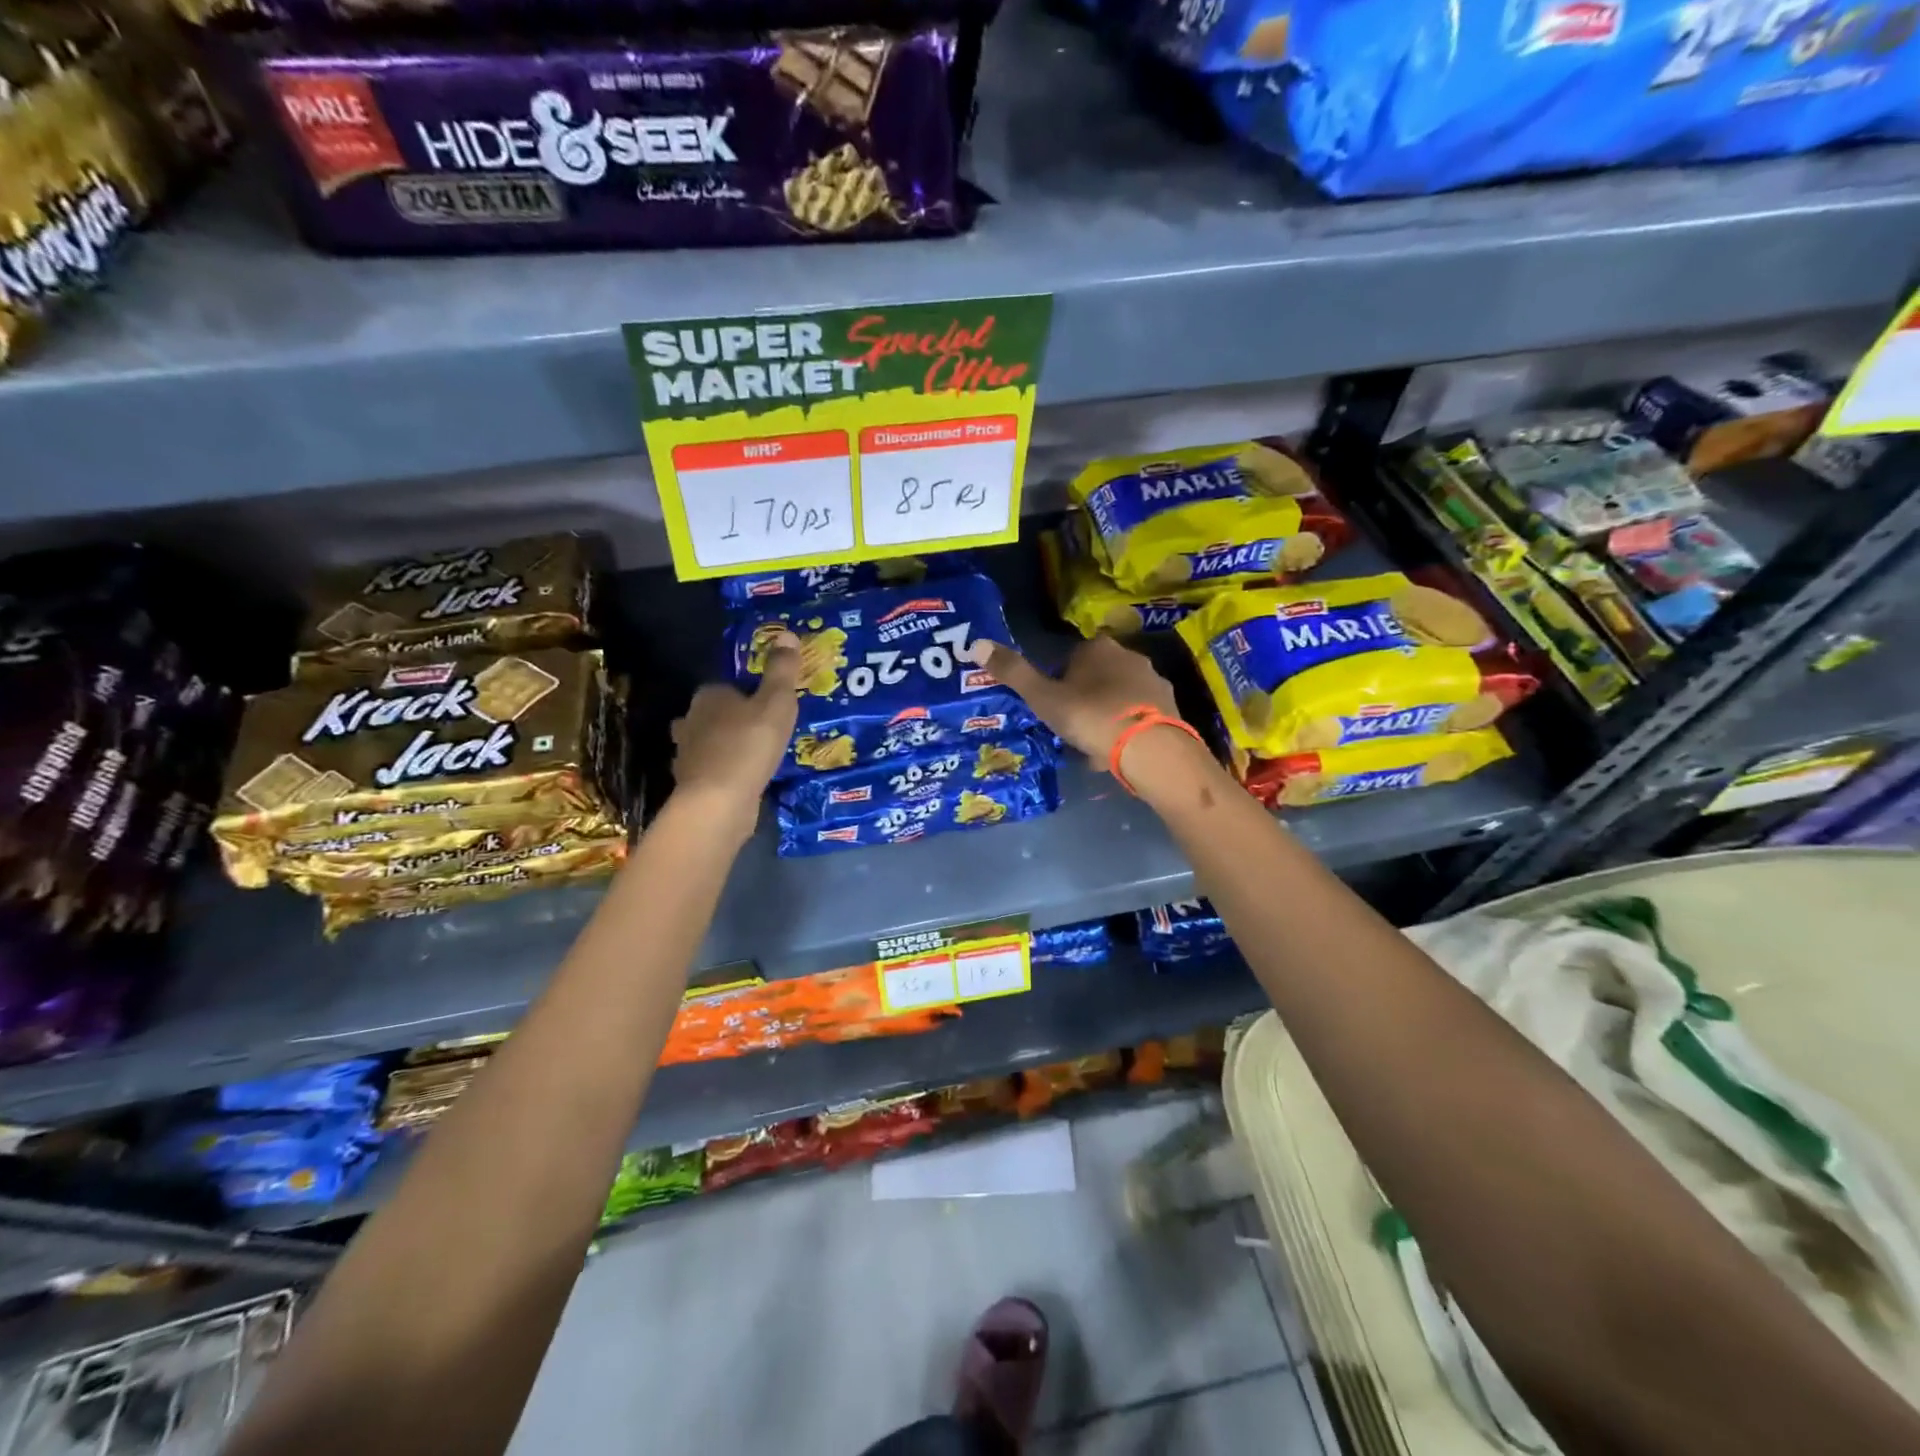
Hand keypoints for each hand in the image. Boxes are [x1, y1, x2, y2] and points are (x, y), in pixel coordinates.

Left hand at [670, 631, 800, 830]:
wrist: (718, 801)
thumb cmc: (749, 744)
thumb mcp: (776, 703)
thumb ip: (781, 671)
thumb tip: (787, 633)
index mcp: (709, 696)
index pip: (725, 686)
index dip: (746, 693)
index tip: (767, 705)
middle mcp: (691, 720)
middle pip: (712, 714)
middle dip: (732, 719)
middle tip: (762, 729)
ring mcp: (686, 753)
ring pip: (707, 742)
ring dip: (725, 746)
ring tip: (754, 755)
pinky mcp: (691, 783)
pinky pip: (710, 770)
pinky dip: (723, 772)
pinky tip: (742, 780)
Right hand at [980, 636, 1181, 764]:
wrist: (1150, 748)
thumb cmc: (1090, 717)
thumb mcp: (1044, 698)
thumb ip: (1013, 673)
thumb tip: (975, 644)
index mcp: (1097, 648)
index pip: (1071, 657)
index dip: (1059, 682)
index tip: (1054, 707)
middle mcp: (1129, 656)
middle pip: (1097, 675)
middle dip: (1084, 698)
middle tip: (1071, 728)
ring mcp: (1153, 681)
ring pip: (1119, 696)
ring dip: (1106, 714)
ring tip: (1094, 746)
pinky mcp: (1170, 707)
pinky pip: (1139, 715)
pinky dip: (1127, 729)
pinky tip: (1118, 753)